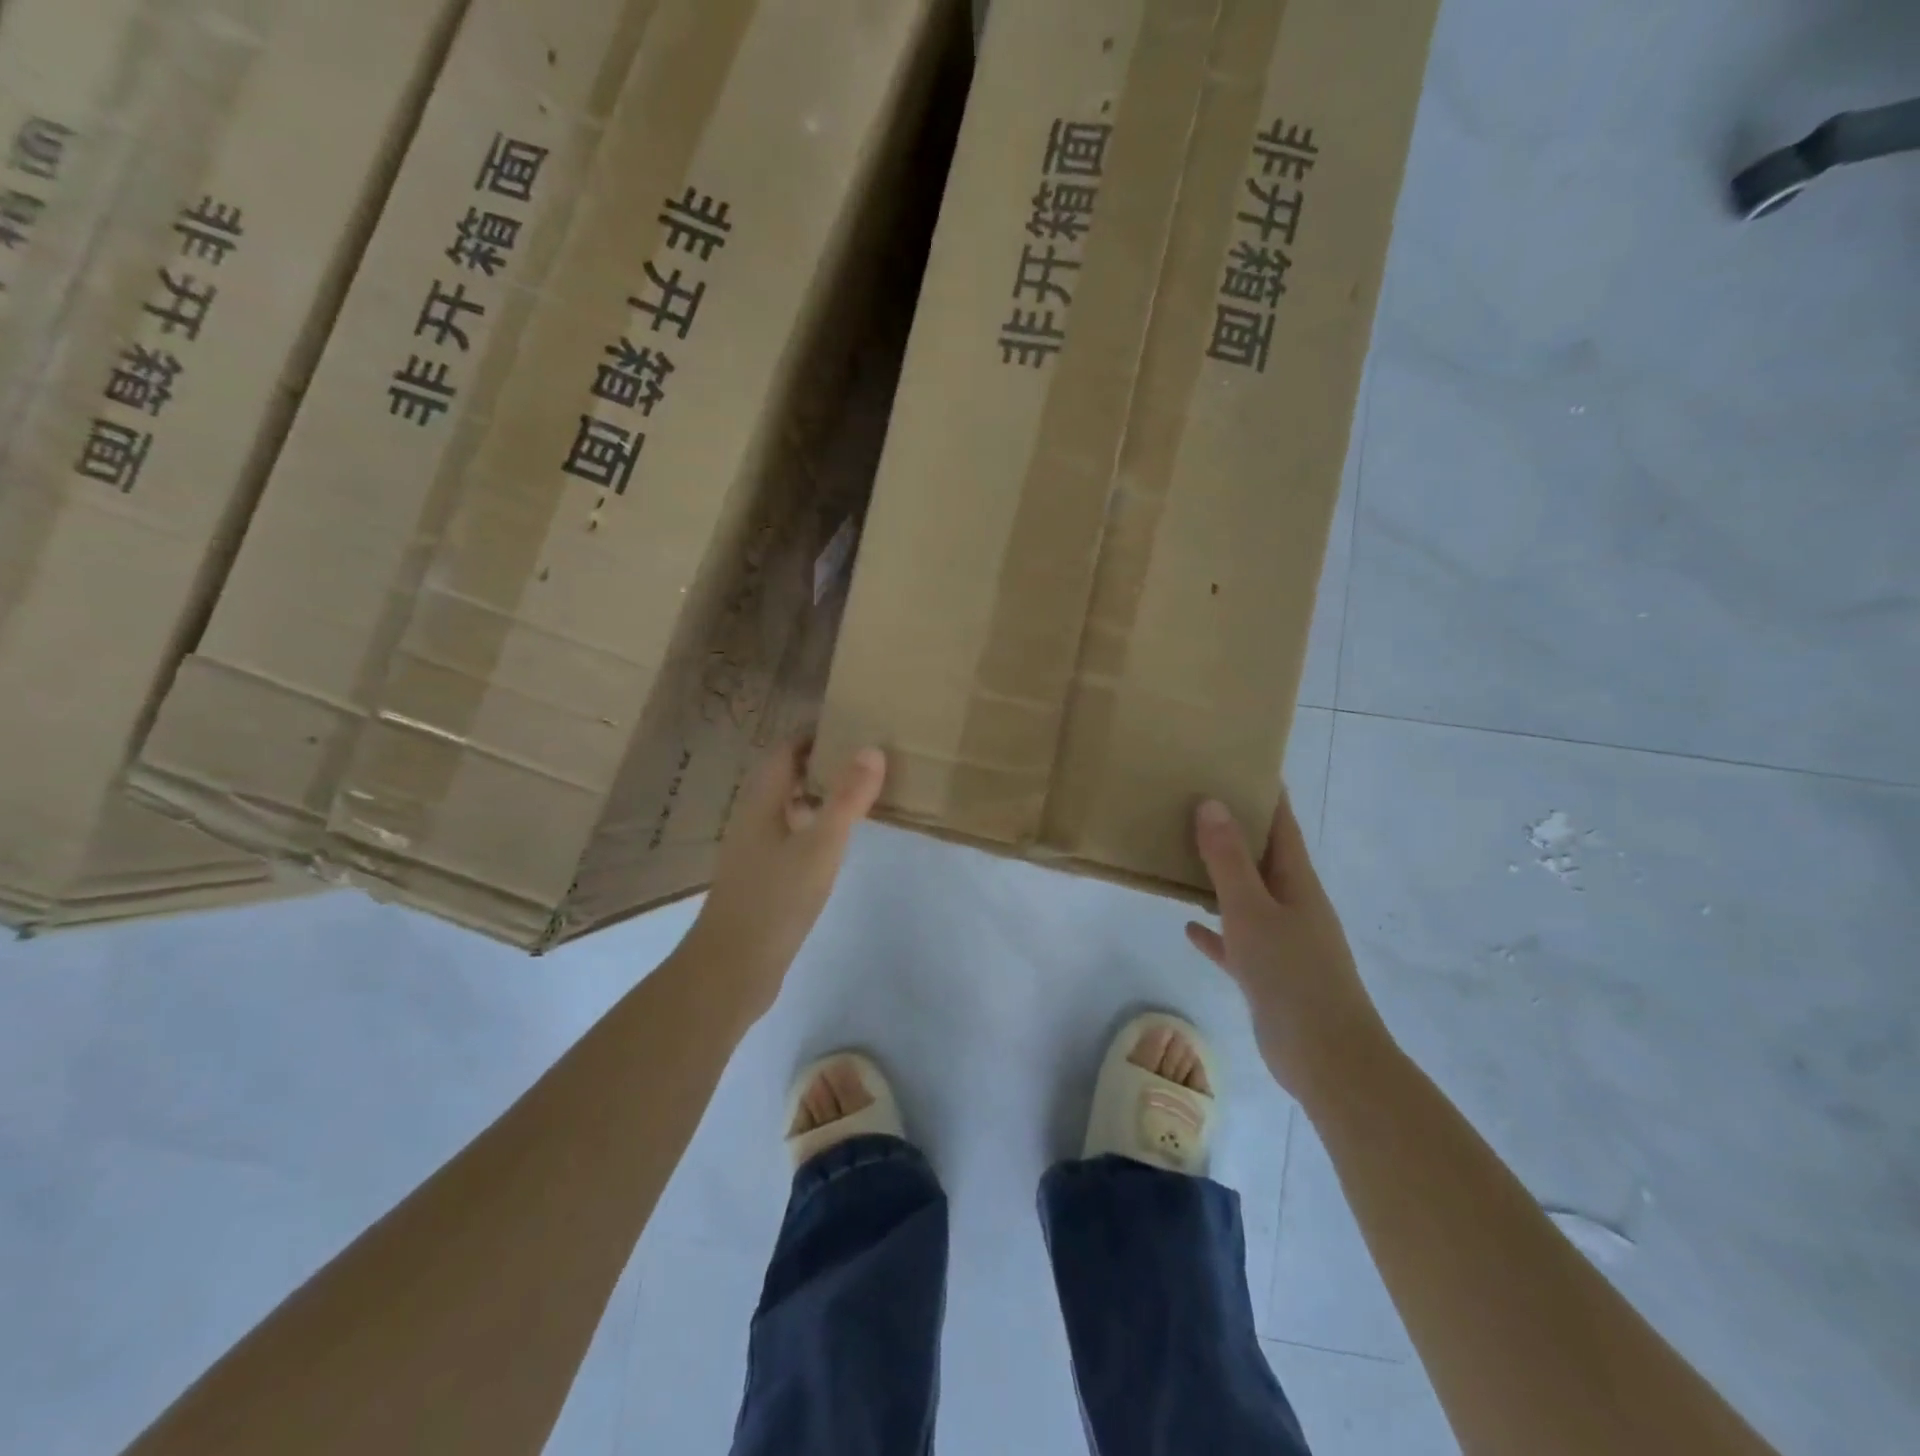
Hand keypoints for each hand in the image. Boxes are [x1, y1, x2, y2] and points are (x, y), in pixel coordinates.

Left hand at [687, 740, 885, 1018]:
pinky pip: (791, 833)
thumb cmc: (775, 899)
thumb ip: (846, 798)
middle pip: (785, 774)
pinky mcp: (761, 876)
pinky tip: (837, 841)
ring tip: (860, 791)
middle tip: (865, 756)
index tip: (853, 726)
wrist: (732, 968)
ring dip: (819, 793)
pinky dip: (815, 824)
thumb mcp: (820, 845)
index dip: (815, 733)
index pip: (785, 749)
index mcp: (762, 800)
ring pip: (788, 805)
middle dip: (821, 760)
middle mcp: (754, 817)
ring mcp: (755, 848)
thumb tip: (872, 748)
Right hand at [1186, 796, 1389, 1098]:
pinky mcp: (1269, 973)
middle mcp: (1293, 904)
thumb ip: (1228, 860)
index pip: (1282, 825)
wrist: (1326, 1058)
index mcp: (1297, 882)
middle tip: (1196, 802)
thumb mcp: (1251, 910)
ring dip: (1221, 877)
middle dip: (1235, 830)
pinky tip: (1190, 926)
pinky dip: (1216, 929)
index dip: (1266, 794)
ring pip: (1247, 897)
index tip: (1240, 763)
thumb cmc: (1291, 975)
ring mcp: (1283, 940)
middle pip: (1263, 857)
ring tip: (1185, 855)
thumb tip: (1212, 802)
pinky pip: (1237, 940)